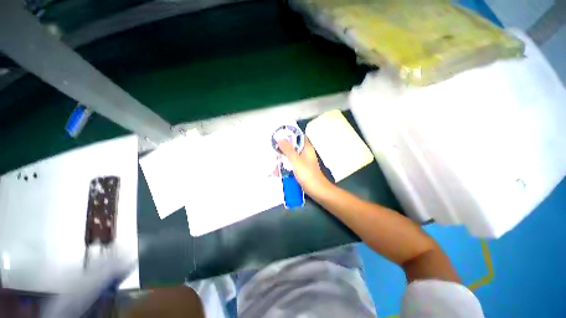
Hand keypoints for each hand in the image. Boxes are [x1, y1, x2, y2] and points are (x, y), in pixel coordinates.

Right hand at [277, 138, 332, 197]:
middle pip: (293, 146)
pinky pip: (291, 164)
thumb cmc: (308, 174)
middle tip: (273, 148)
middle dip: (283, 147)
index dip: (289, 134)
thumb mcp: (296, 161)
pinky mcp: (301, 169)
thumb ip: (288, 150)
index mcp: (307, 148)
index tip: (279, 135)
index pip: (299, 136)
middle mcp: (305, 153)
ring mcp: (303, 161)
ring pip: (291, 155)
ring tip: (273, 160)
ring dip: (283, 157)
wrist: (317, 190)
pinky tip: (277, 170)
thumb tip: (280, 139)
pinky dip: (285, 165)